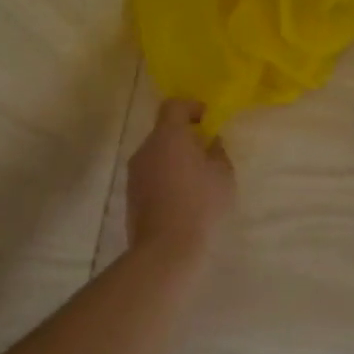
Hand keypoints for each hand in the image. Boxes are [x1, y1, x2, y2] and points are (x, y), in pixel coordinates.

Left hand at [126, 99, 235, 261]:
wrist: (166, 248)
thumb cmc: (200, 203)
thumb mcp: (222, 175)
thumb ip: (218, 152)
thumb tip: (211, 142)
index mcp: (168, 136)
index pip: (173, 106)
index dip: (191, 107)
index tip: (207, 118)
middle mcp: (145, 148)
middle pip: (164, 131)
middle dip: (184, 137)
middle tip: (206, 152)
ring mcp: (134, 173)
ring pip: (156, 155)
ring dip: (174, 159)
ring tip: (196, 179)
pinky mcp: (131, 195)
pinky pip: (151, 176)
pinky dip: (165, 178)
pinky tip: (182, 198)